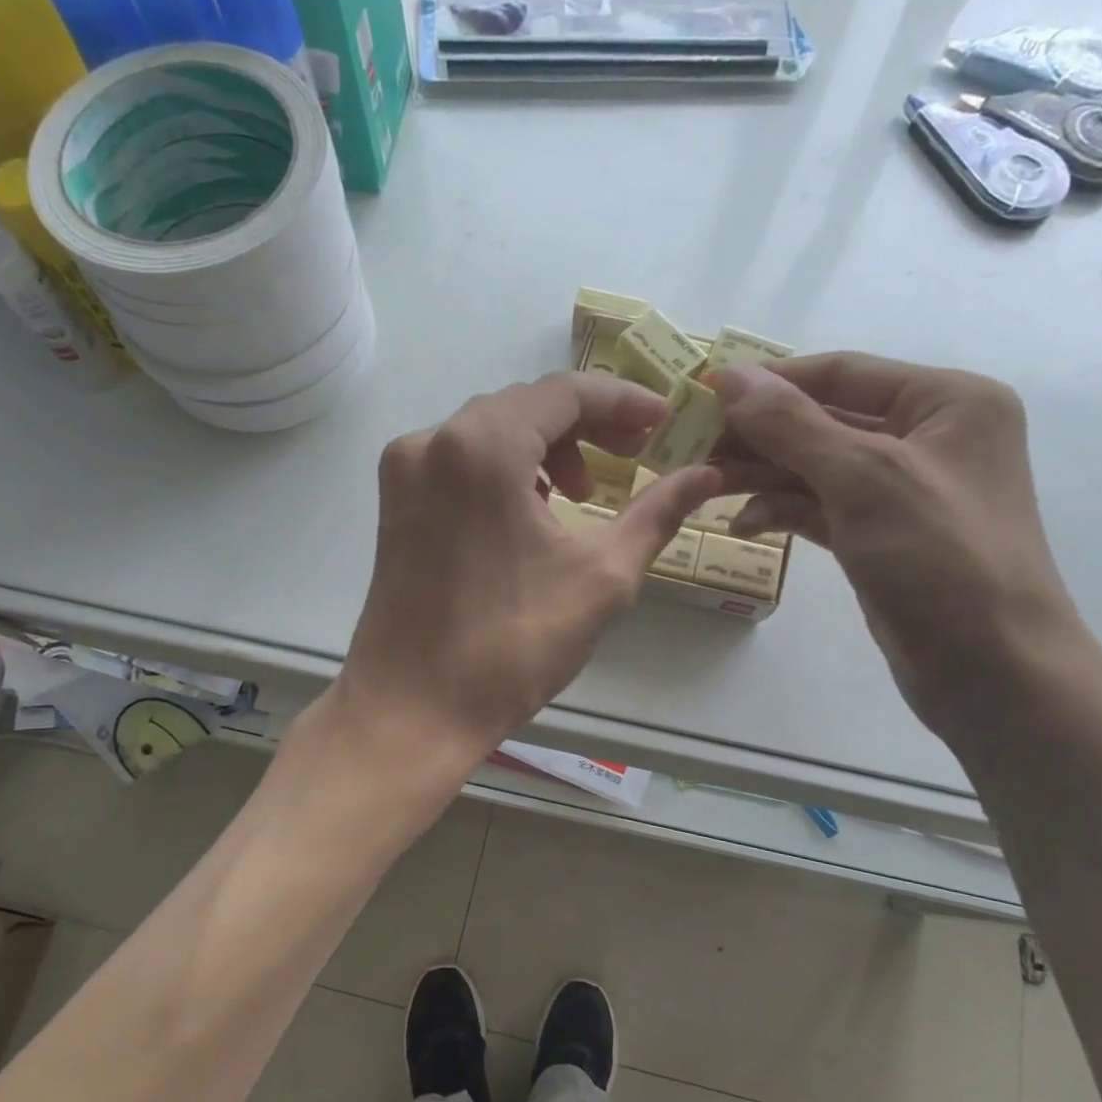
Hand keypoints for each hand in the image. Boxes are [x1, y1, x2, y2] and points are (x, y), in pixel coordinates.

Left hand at [335, 372, 722, 762]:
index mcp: (484, 447)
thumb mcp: (602, 578)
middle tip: (635, 456)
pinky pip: (460, 459)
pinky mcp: (395, 500)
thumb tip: (706, 476)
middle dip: (587, 425)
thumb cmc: (512, 647)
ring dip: (545, 447)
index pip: (566, 392)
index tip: (665, 424)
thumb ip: (657, 514)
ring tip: (582, 494)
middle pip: (526, 405)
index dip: (624, 402)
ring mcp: (405, 469)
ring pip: (490, 430)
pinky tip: (531, 509)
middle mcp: (434, 439)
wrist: (414, 708)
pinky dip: (504, 469)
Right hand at [709, 355, 1083, 731]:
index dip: (771, 380)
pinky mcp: (879, 535)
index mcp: (946, 402)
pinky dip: (782, 511)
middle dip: (760, 435)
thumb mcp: (863, 478)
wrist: (990, 669)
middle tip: (694, 446)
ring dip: (762, 475)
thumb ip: (792, 425)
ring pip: (816, 467)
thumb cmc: (940, 557)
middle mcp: (926, 437)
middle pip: (824, 420)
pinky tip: (742, 526)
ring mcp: (901, 490)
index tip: (704, 393)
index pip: (842, 373)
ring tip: (706, 486)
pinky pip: (820, 507)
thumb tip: (729, 376)